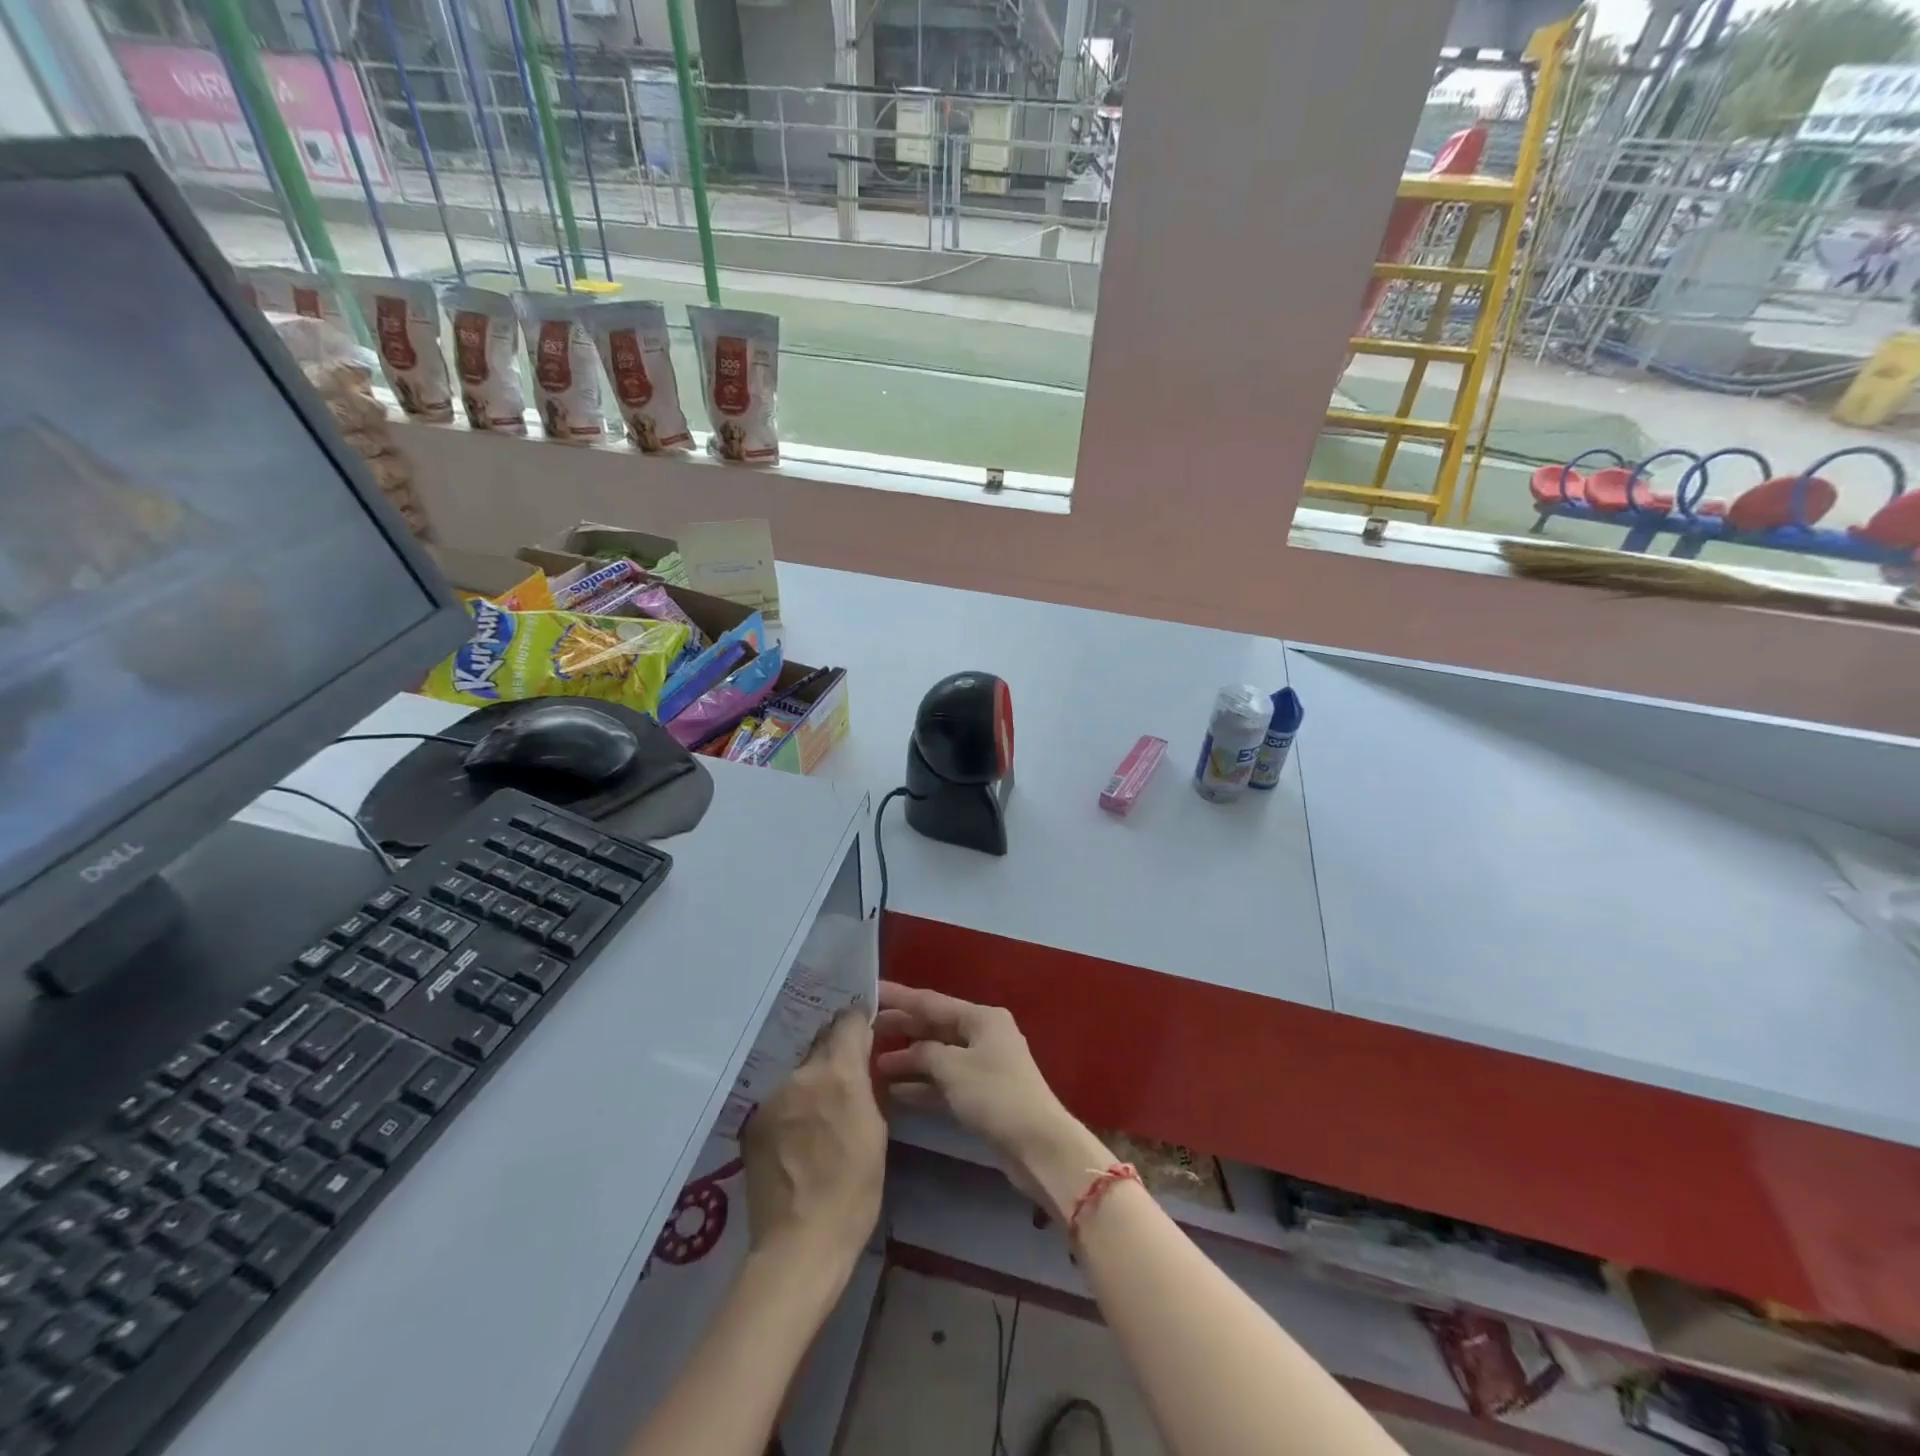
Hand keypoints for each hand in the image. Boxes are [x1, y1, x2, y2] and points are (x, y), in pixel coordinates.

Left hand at [742, 1009, 885, 1267]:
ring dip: (812, 1080)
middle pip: (821, 1043)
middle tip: (848, 1074)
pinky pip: (780, 1098)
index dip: (860, 1021)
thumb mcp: (876, 1131)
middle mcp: (801, 1074)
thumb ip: (866, 1085)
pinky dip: (792, 1105)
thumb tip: (862, 1059)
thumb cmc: (853, 1191)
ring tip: (821, 1110)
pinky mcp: (752, 1122)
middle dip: (836, 1052)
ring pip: (799, 1072)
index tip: (868, 1029)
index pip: (849, 1021)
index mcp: (838, 1073)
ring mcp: (771, 1097)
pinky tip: (798, 1134)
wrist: (798, 1246)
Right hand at [873, 982, 1111, 1219]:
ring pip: (938, 1056)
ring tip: (873, 1064)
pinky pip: (945, 1082)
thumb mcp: (953, 1067)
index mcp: (982, 1018)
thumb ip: (924, 1052)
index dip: (899, 997)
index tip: (870, 990)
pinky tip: (895, 1092)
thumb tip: (909, 1051)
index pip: (932, 1001)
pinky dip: (923, 1086)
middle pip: (935, 1026)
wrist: (1037, 1145)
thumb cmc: (995, 1095)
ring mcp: (983, 1066)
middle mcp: (983, 1035)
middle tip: (865, 1029)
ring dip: (909, 1060)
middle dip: (903, 1028)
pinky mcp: (981, 1095)